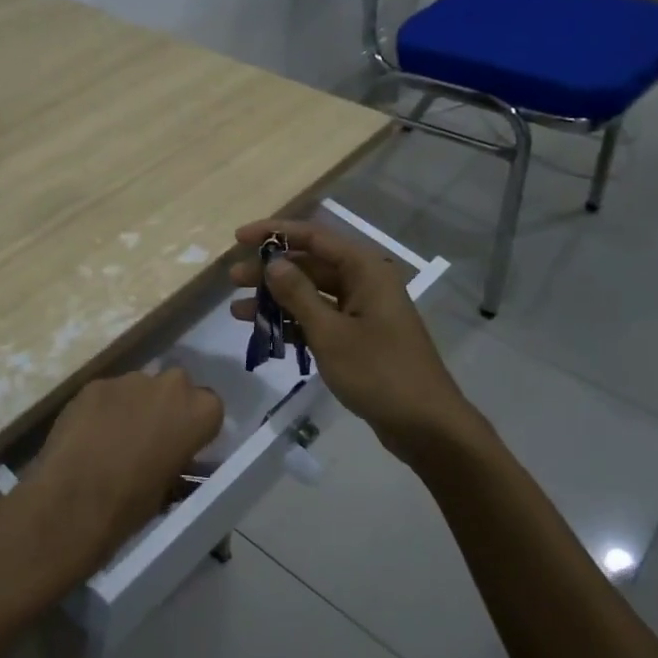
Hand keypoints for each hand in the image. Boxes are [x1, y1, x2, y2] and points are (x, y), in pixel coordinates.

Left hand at [0, 369, 223, 587]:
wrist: (75, 498)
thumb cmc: (134, 502)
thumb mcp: (173, 486)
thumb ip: (180, 460)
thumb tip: (174, 458)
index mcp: (200, 410)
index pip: (209, 407)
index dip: (194, 426)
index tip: (183, 445)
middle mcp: (170, 384)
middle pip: (174, 388)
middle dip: (165, 406)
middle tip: (150, 437)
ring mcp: (128, 380)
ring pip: (138, 388)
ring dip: (132, 405)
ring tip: (113, 438)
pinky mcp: (93, 384)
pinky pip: (106, 394)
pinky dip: (102, 409)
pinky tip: (88, 435)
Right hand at [230, 219, 483, 460]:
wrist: (425, 424)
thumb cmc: (378, 372)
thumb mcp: (330, 332)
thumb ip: (298, 295)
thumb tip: (273, 263)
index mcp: (365, 270)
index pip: (314, 237)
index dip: (274, 233)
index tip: (239, 238)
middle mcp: (364, 282)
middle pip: (310, 264)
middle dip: (270, 271)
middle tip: (233, 279)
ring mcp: (362, 311)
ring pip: (311, 294)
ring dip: (276, 300)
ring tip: (238, 310)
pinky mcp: (358, 336)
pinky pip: (319, 319)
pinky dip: (293, 323)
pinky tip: (265, 332)